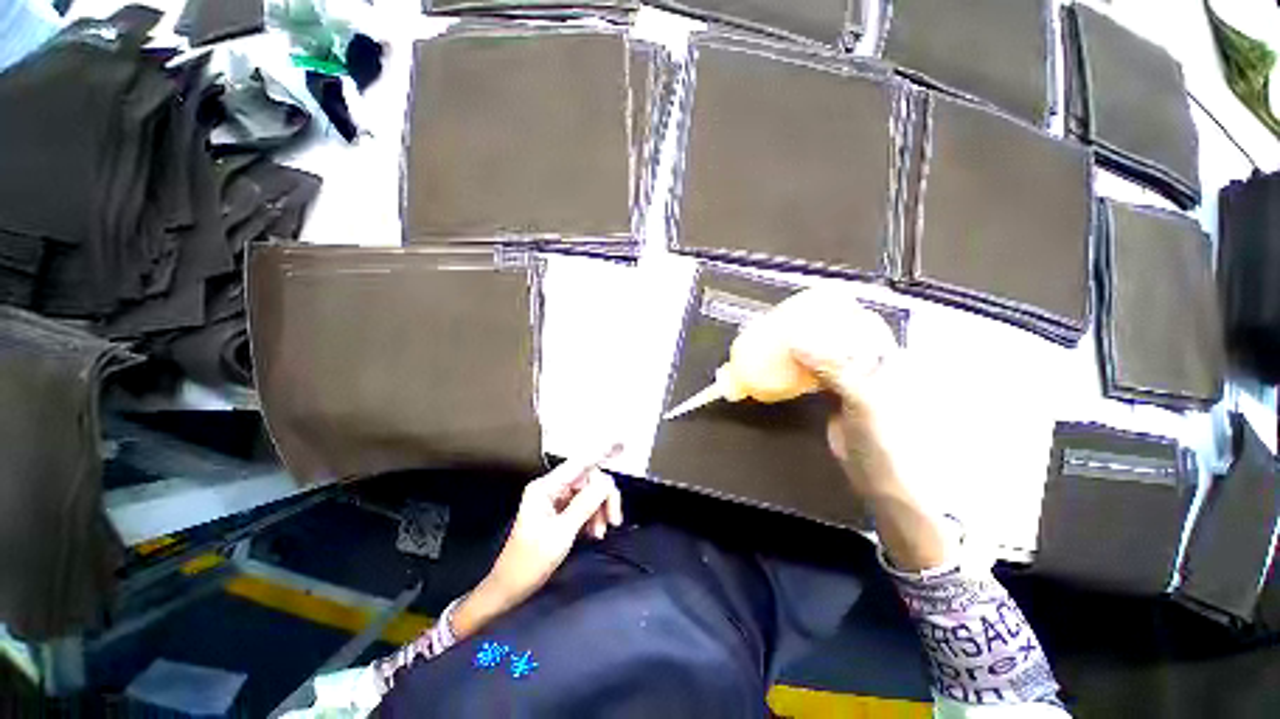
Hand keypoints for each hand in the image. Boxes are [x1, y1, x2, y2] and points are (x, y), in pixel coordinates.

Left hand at [452, 445, 623, 638]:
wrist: (509, 589)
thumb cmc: (530, 562)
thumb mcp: (561, 533)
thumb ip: (585, 504)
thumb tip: (606, 482)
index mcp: (545, 487)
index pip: (579, 464)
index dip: (601, 453)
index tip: (621, 444)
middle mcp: (551, 488)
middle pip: (588, 480)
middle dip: (603, 498)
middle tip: (614, 520)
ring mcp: (555, 500)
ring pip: (588, 493)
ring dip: (599, 510)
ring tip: (600, 533)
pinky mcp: (559, 512)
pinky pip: (583, 505)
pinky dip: (593, 517)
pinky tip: (594, 532)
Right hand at [781, 288, 903, 501]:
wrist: (887, 484)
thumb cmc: (889, 441)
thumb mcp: (865, 399)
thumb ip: (834, 368)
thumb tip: (796, 342)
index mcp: (887, 358)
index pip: (861, 322)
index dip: (837, 310)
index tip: (808, 305)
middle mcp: (871, 365)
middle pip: (839, 336)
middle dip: (813, 327)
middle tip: (784, 321)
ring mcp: (852, 383)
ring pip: (824, 355)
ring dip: (802, 347)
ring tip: (778, 338)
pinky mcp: (835, 400)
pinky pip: (814, 375)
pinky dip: (798, 368)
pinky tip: (783, 365)